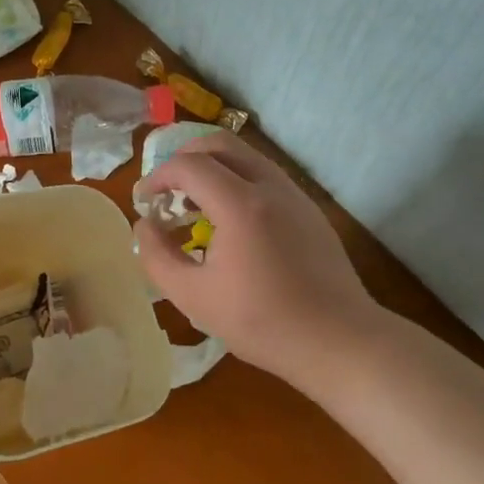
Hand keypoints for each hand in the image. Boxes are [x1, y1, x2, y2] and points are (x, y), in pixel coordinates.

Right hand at [134, 134, 383, 394]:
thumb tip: (144, 224)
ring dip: (212, 169)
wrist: (338, 340)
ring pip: (245, 156)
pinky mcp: (309, 209)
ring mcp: (295, 195)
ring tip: (196, 207)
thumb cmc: (261, 322)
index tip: (145, 202)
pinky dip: (237, 182)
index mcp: (240, 205)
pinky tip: (230, 224)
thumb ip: (157, 256)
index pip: (188, 165)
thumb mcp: (193, 297)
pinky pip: (265, 176)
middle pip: (219, 143)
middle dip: (184, 158)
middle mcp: (270, 187)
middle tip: (168, 192)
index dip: (158, 177)